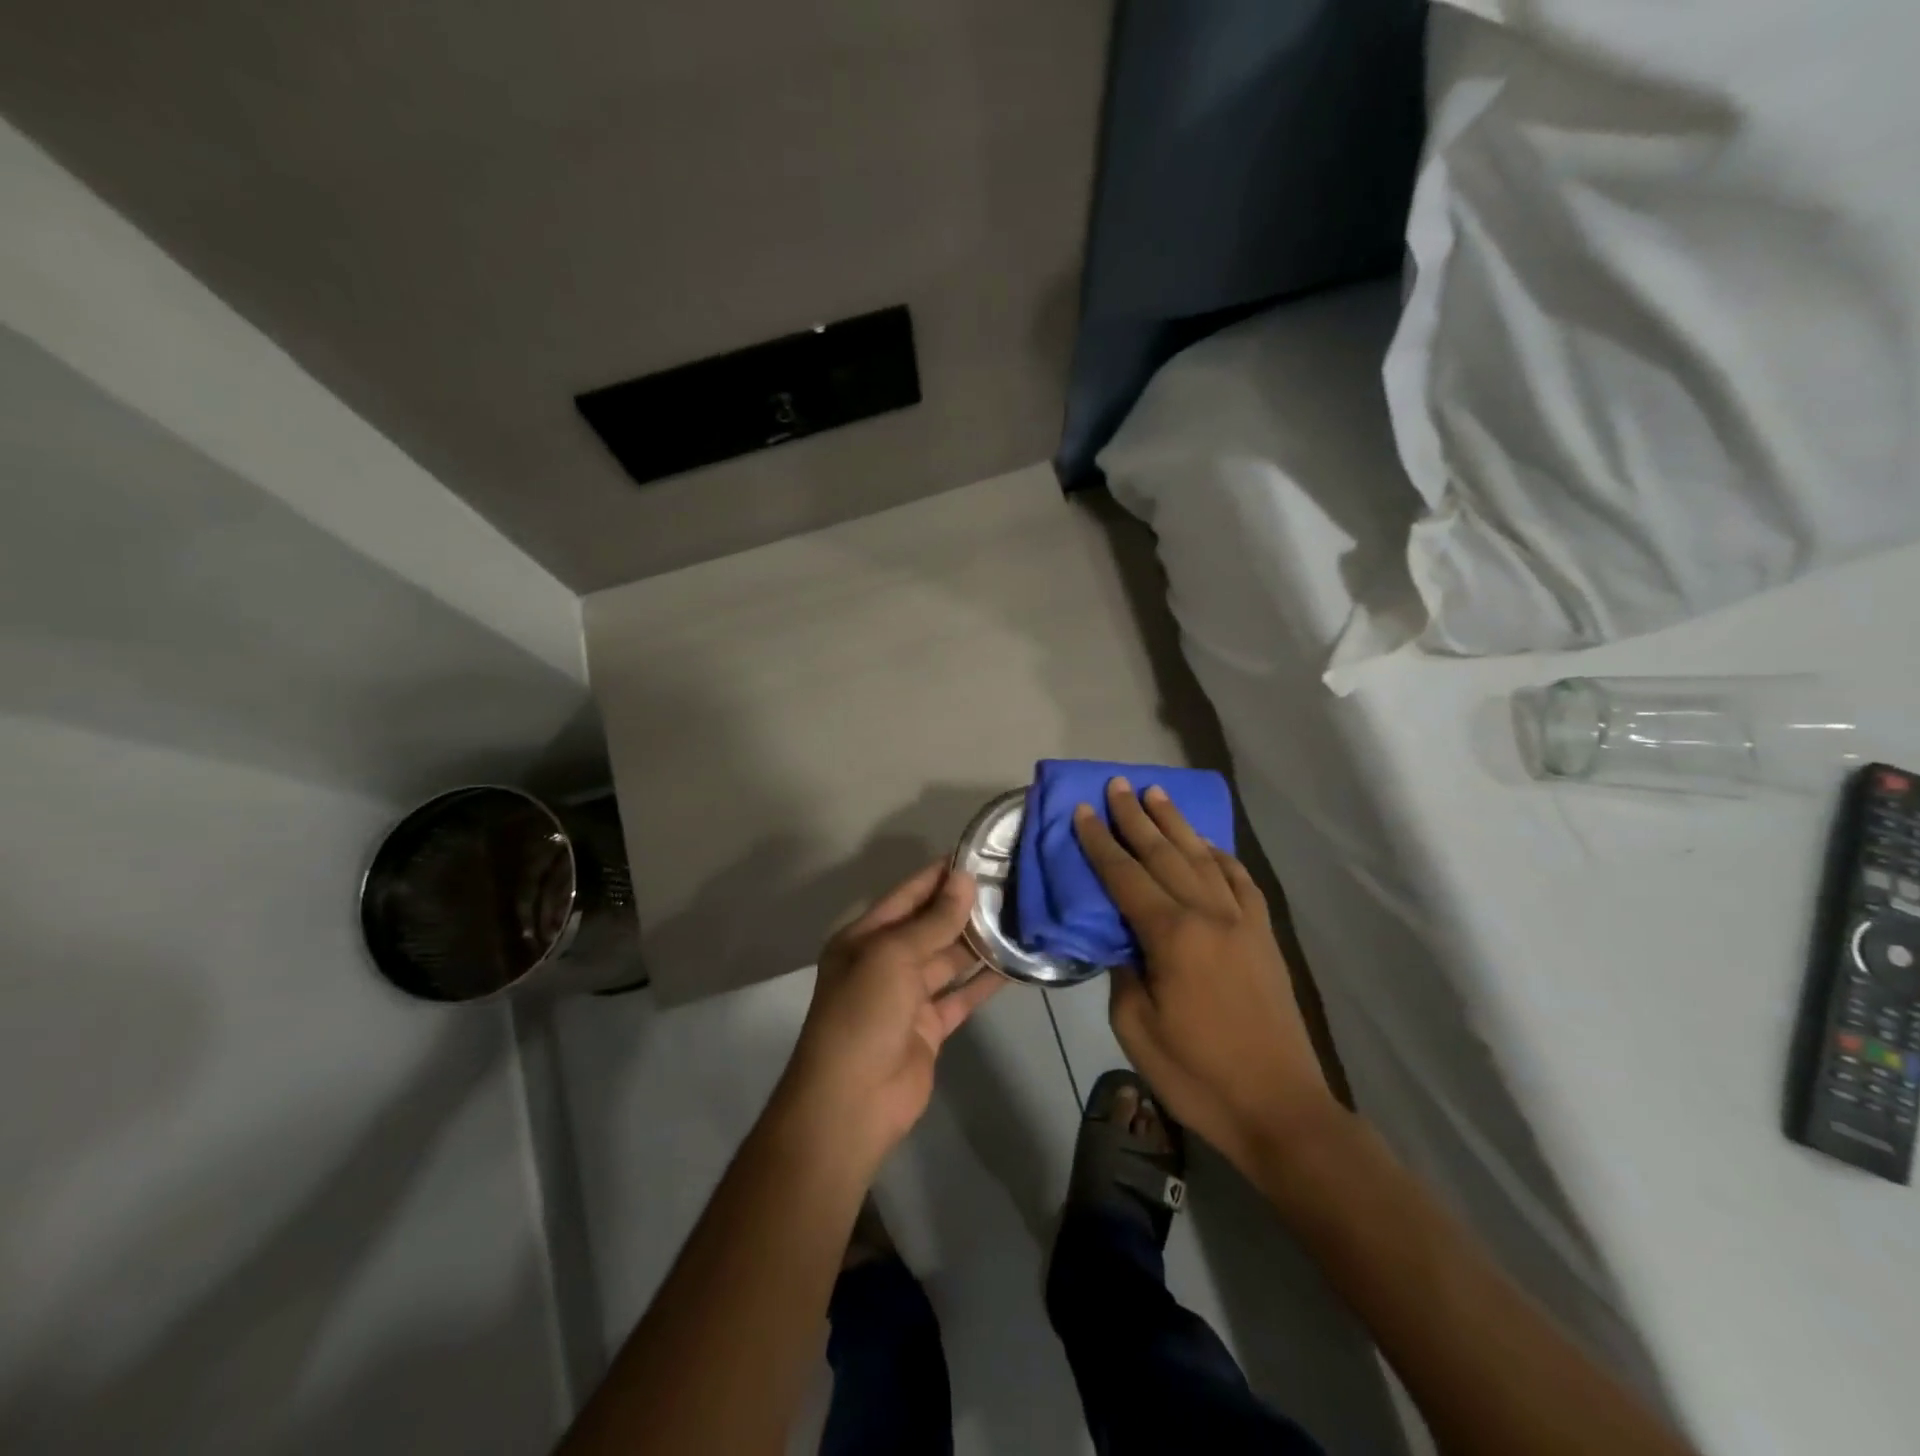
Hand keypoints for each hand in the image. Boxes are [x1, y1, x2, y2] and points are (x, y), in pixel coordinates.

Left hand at [774, 861, 1001, 1168]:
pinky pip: (961, 995)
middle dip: (965, 907)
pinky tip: (1015, 964)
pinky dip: (984, 981)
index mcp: (865, 938)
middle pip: (930, 926)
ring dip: (979, 942)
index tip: (978, 855)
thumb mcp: (893, 957)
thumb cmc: (863, 1015)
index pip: (907, 895)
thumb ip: (932, 920)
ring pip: (949, 959)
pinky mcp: (929, 1027)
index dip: (939, 876)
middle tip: (1011, 884)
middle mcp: (884, 962)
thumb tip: (964, 879)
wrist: (852, 1102)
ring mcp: (907, 996)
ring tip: (1020, 916)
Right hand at [1074, 779, 1336, 1172]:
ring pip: (1203, 857)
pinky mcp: (1263, 935)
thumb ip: (1124, 972)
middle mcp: (1209, 914)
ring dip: (1176, 823)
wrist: (1280, 1107)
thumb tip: (1122, 941)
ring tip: (1155, 794)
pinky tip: (1207, 845)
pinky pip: (1239, 880)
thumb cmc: (1199, 1074)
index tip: (1082, 811)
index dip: (1099, 843)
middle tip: (1116, 784)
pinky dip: (1219, 855)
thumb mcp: (1136, 1028)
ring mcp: (1242, 921)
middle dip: (1135, 817)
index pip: (1126, 876)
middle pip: (1164, 853)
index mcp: (1173, 935)